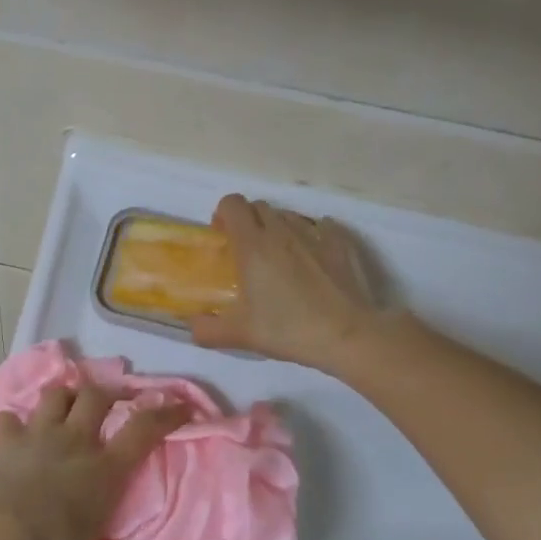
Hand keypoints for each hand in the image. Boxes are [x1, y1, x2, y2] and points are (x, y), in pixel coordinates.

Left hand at [0, 382, 188, 539]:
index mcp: (104, 469)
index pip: (144, 430)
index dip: (166, 414)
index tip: (180, 405)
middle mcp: (75, 442)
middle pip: (97, 396)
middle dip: (106, 393)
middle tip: (109, 401)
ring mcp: (37, 435)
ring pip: (55, 395)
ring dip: (62, 396)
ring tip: (64, 405)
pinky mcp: (4, 440)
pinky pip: (8, 418)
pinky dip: (12, 423)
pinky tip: (13, 433)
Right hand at [192, 194, 385, 370]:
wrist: (348, 335)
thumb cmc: (288, 329)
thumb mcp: (240, 335)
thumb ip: (207, 330)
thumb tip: (193, 326)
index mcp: (253, 245)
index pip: (232, 204)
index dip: (223, 214)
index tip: (222, 238)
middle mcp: (282, 231)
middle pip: (259, 206)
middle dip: (248, 221)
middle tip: (247, 252)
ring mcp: (315, 234)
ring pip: (288, 215)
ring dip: (278, 228)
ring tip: (280, 257)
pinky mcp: (341, 243)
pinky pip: (321, 226)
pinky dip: (312, 235)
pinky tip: (313, 256)